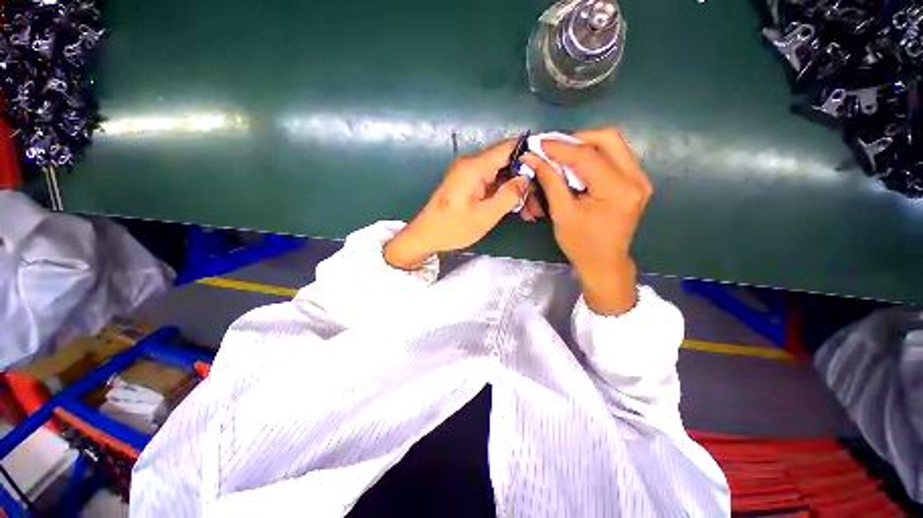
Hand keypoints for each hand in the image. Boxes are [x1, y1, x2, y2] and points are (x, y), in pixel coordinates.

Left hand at [384, 141, 544, 269]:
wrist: (425, 236)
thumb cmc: (453, 228)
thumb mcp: (485, 215)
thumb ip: (508, 195)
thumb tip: (527, 179)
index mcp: (475, 167)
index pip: (508, 147)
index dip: (530, 152)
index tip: (549, 166)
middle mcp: (472, 165)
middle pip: (507, 162)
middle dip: (526, 179)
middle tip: (539, 201)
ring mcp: (469, 175)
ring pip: (501, 175)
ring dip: (516, 189)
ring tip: (531, 210)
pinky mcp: (468, 185)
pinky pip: (492, 183)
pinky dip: (504, 193)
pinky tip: (516, 208)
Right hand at [521, 128, 651, 315]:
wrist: (605, 263)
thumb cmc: (580, 243)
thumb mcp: (561, 213)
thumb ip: (550, 181)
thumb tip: (533, 158)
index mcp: (616, 190)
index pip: (587, 156)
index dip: (560, 147)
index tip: (539, 144)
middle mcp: (636, 179)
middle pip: (609, 138)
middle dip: (577, 138)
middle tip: (554, 148)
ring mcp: (640, 179)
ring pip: (614, 144)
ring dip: (587, 144)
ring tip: (563, 154)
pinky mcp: (637, 182)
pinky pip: (617, 156)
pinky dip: (595, 154)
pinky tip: (579, 164)